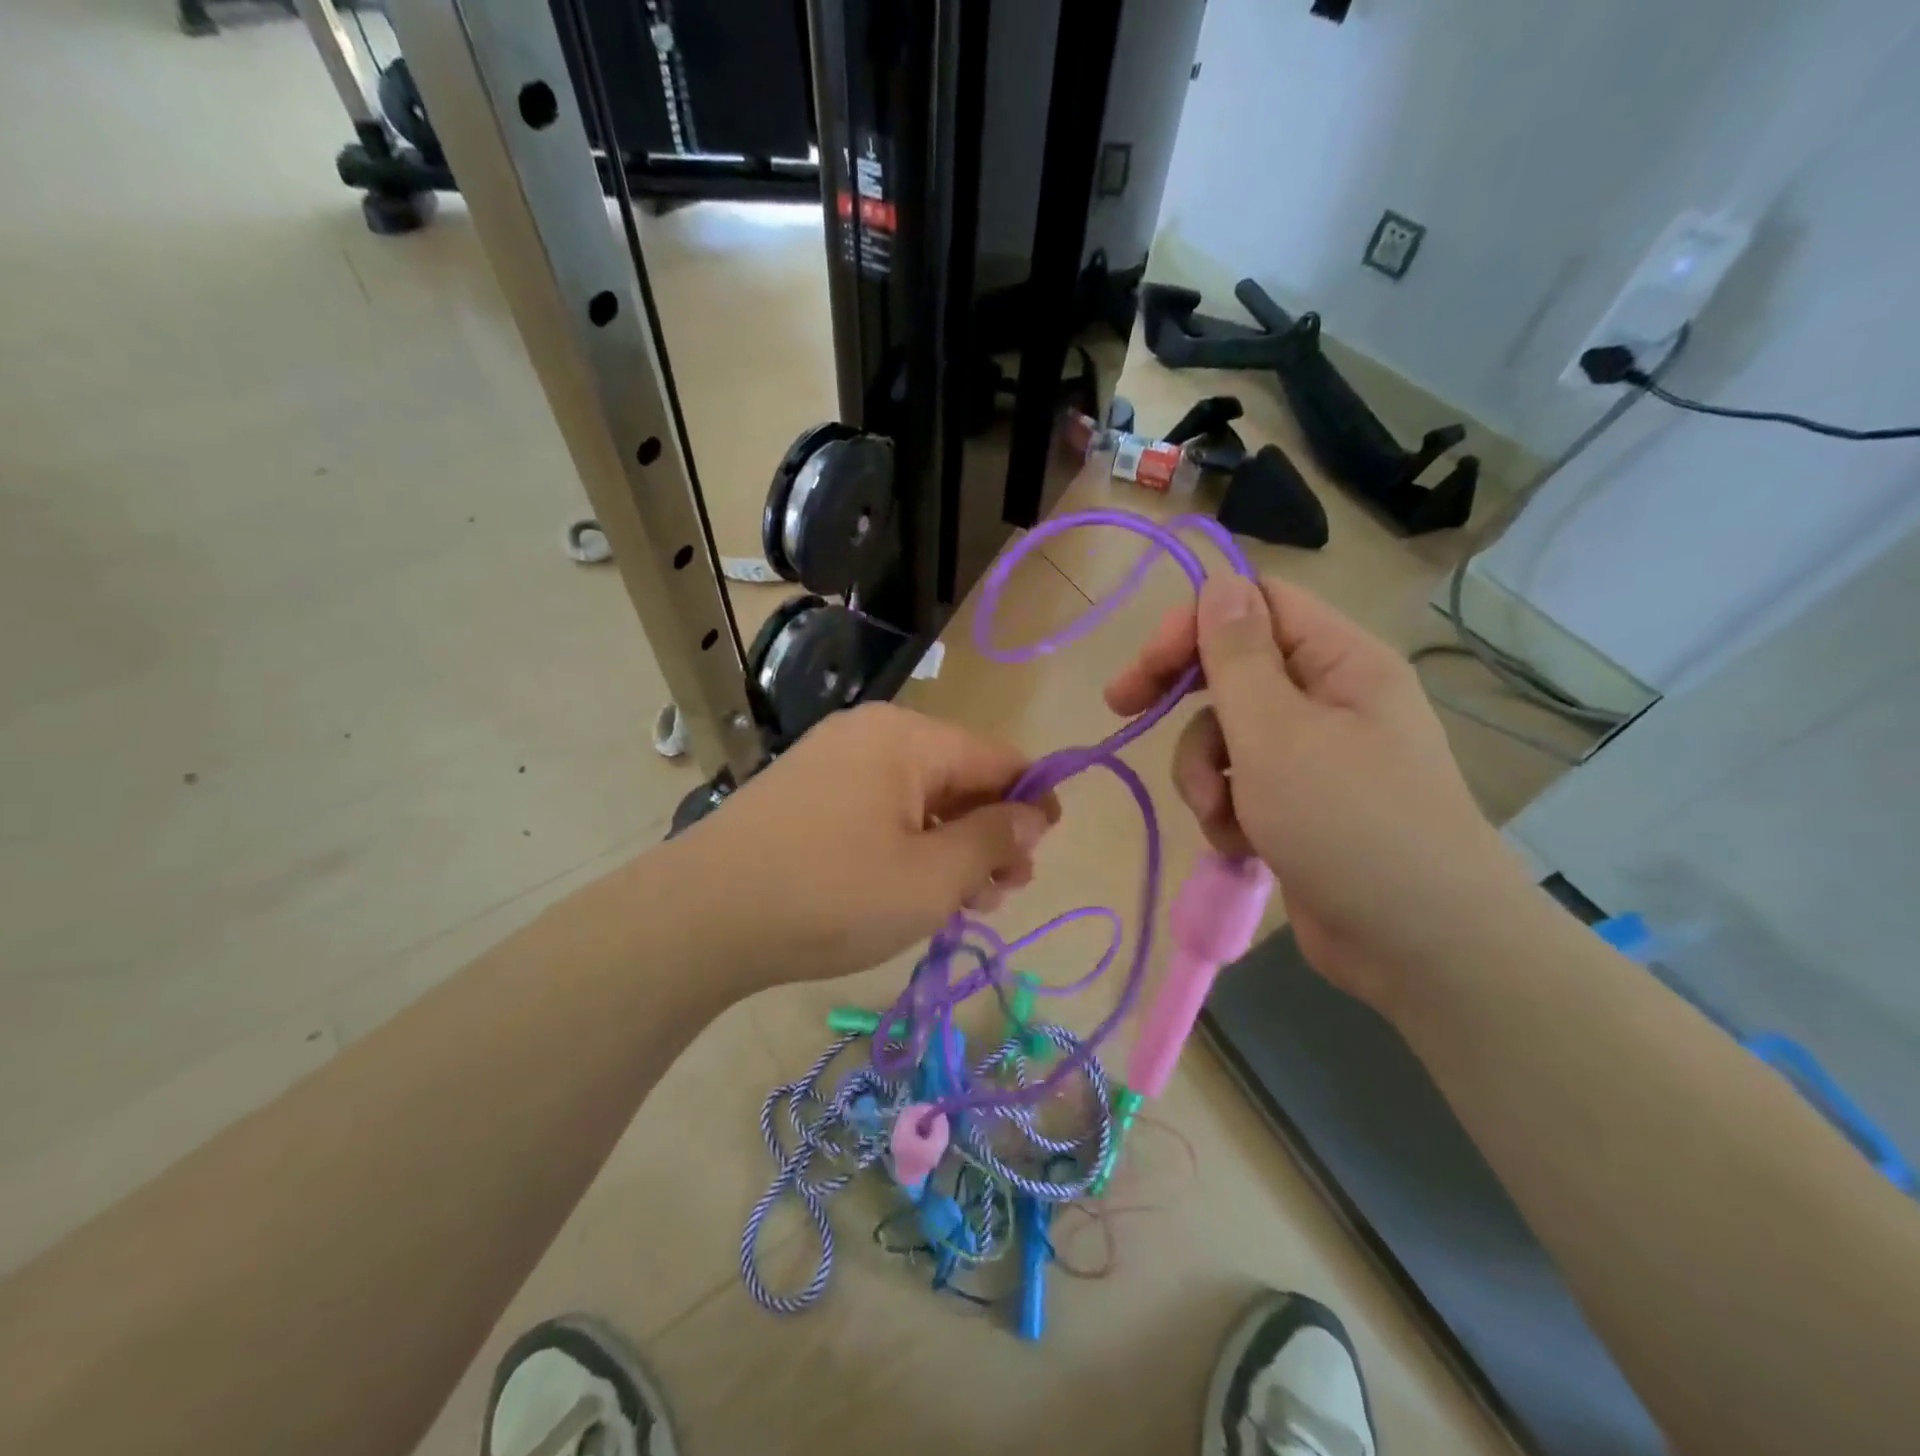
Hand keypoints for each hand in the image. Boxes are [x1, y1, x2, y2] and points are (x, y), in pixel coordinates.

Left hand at [676, 702, 1057, 984]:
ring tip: (963, 901)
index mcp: (910, 737)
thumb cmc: (832, 894)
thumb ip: (993, 839)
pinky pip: (878, 807)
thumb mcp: (931, 878)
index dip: (1033, 800)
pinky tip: (911, 886)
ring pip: (918, 796)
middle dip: (989, 832)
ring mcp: (833, 759)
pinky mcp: (806, 791)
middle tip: (1002, 892)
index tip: (1046, 848)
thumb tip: (1034, 813)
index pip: (998, 757)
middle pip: (957, 776)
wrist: (701, 916)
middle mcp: (873, 733)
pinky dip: (907, 843)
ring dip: (949, 844)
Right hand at [1105, 574, 1528, 1011]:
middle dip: (1183, 701)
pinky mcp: (1299, 805)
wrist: (1421, 947)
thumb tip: (1218, 582)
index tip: (1143, 670)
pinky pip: (1238, 784)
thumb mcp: (1276, 733)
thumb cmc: (1348, 824)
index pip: (1254, 605)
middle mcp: (1329, 698)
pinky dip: (1227, 811)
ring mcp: (1314, 756)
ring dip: (1204, 774)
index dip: (1192, 626)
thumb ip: (1237, 655)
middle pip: (1231, 669)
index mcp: (1339, 661)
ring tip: (1221, 817)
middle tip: (1124, 711)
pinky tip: (1241, 845)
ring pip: (1225, 735)